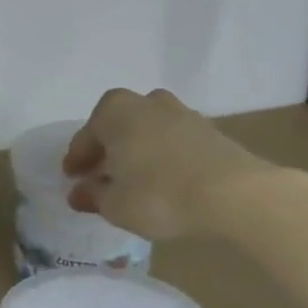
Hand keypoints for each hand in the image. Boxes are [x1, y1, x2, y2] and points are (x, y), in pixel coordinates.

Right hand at [63, 88, 307, 241]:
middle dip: (107, 150)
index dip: (76, 161)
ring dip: (136, 151)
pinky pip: (172, 142)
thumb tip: (79, 192)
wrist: (235, 195)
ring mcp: (181, 113)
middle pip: (117, 127)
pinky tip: (163, 180)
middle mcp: (145, 102)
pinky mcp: (209, 131)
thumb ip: (93, 196)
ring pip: (146, 132)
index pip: (85, 137)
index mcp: (113, 111)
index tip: (71, 178)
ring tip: (134, 179)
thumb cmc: (159, 194)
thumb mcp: (115, 205)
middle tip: (100, 176)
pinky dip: (162, 157)